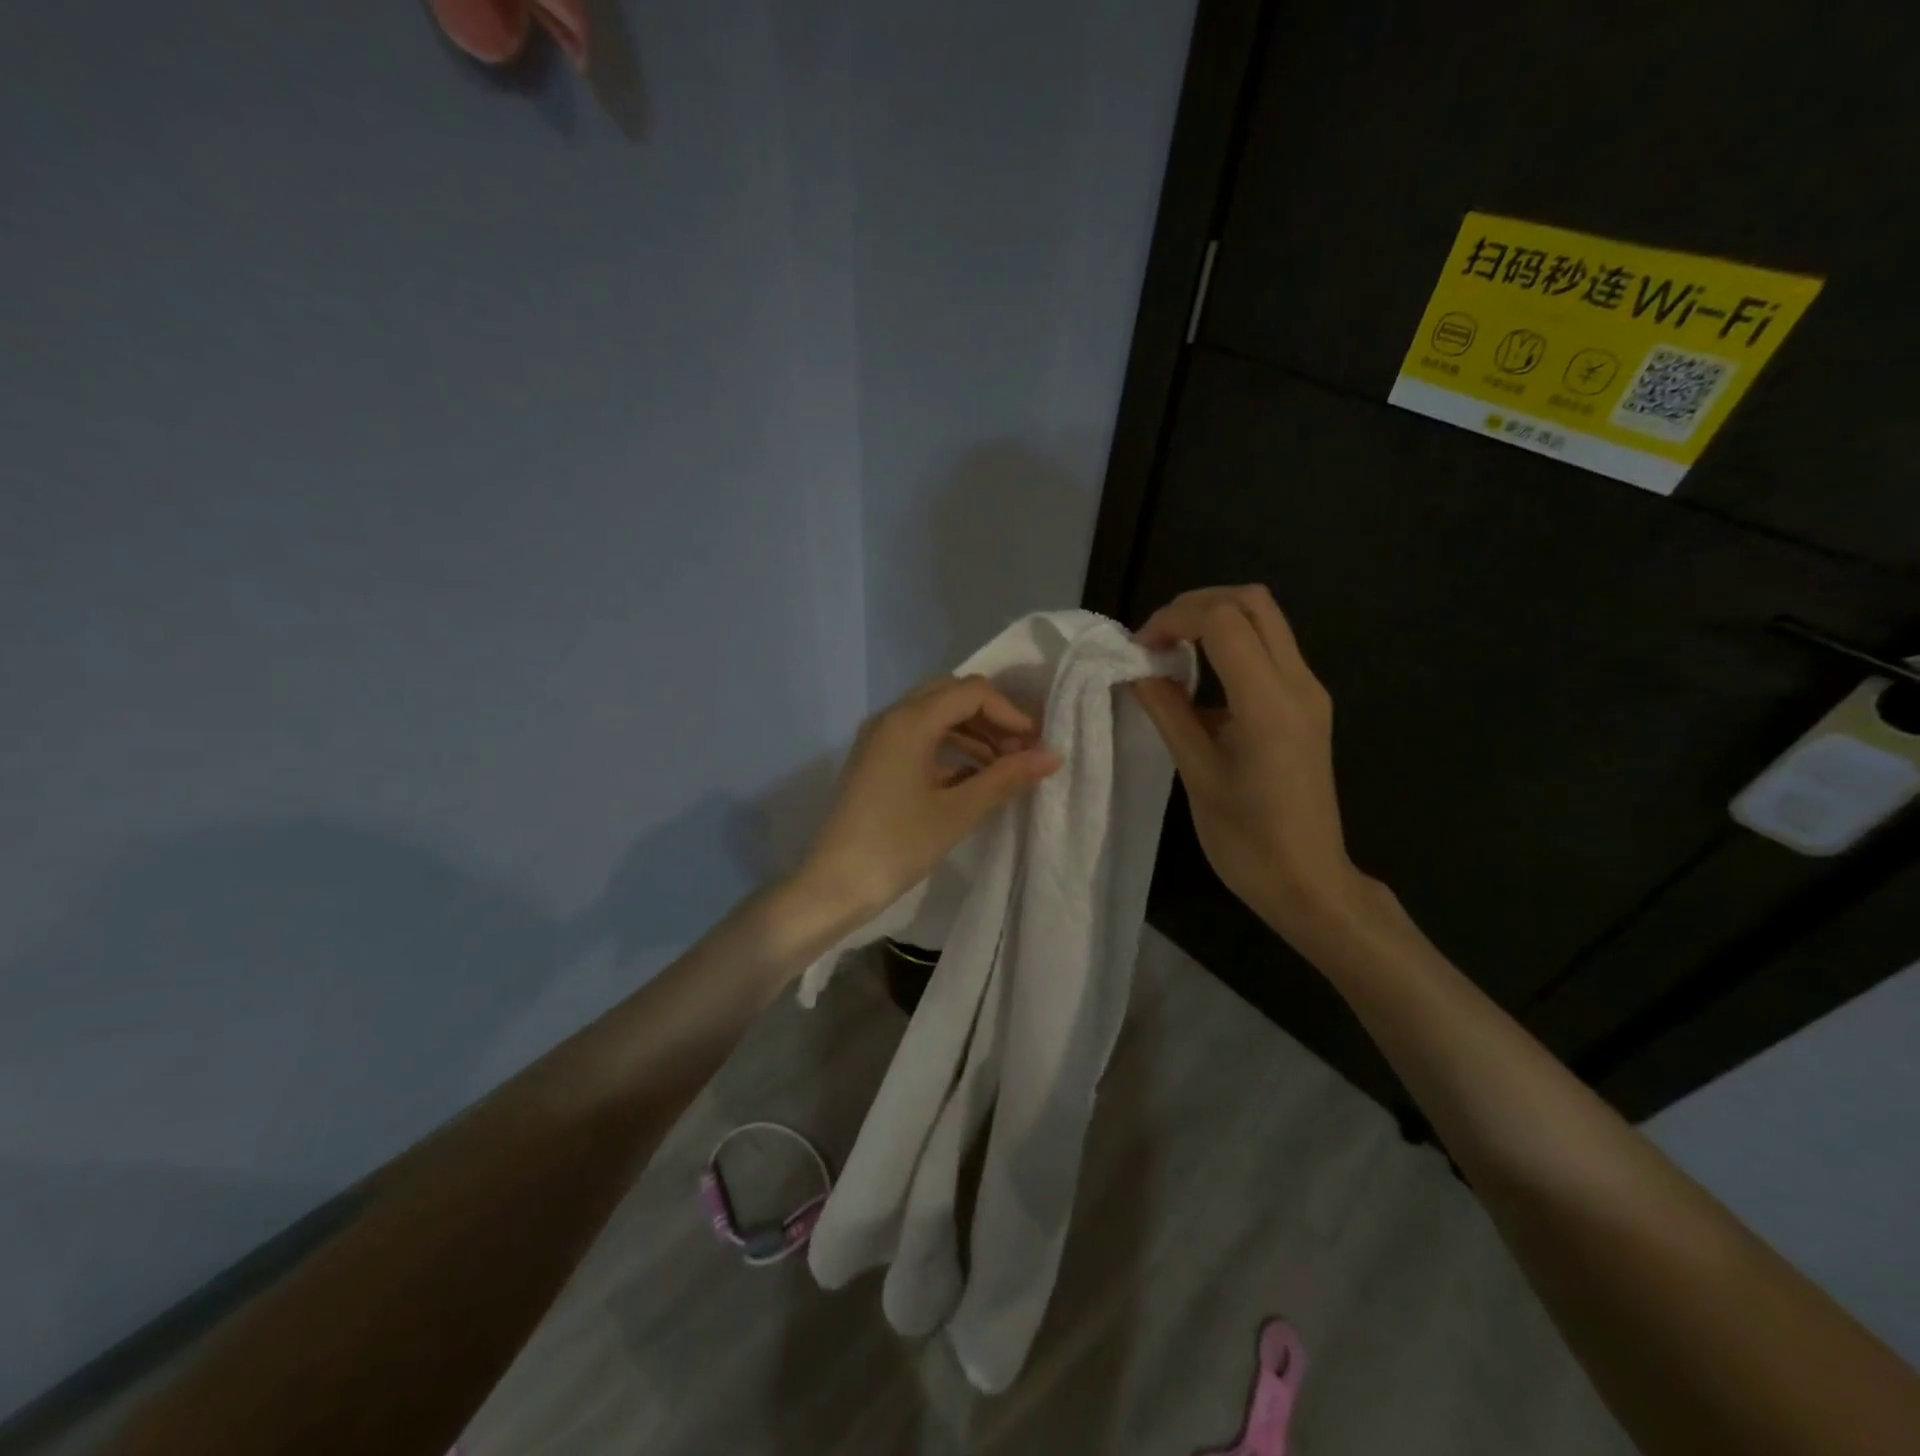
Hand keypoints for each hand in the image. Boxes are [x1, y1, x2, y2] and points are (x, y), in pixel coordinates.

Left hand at [794, 676, 1061, 925]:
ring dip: (972, 732)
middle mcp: (891, 717)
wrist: (834, 884)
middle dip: (991, 718)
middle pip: (952, 695)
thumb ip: (1005, 777)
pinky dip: (949, 748)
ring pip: (935, 715)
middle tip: (1021, 751)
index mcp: (909, 721)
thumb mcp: (958, 811)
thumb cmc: (897, 845)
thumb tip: (1051, 756)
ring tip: (1004, 766)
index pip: (971, 693)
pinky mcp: (875, 759)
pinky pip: (918, 737)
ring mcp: (879, 738)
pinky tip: (973, 778)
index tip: (1035, 744)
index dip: (1010, 712)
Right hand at [1131, 585, 1367, 937]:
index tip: (1139, 648)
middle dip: (1196, 605)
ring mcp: (1309, 692)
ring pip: (1265, 620)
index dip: (1173, 619)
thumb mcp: (1198, 775)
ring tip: (1170, 652)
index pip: (1224, 620)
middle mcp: (1299, 683)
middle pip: (1253, 602)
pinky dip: (1230, 645)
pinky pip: (1270, 650)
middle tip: (1155, 638)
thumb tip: (1139, 671)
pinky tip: (1198, 680)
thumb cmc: (1247, 840)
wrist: (1308, 881)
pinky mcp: (1307, 705)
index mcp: (1270, 703)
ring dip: (1214, 620)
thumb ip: (1168, 713)